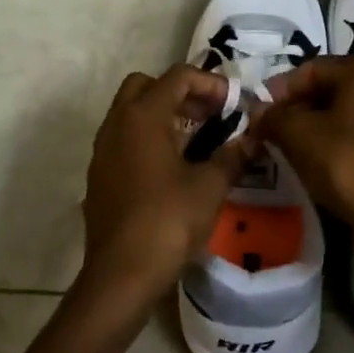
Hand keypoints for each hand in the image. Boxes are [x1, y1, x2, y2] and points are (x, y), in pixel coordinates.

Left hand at [80, 65, 248, 303]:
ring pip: (131, 112)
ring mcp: (103, 150)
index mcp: (142, 117)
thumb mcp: (210, 187)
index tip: (234, 105)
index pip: (177, 77)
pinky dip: (148, 138)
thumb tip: (253, 139)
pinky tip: (172, 167)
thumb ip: (232, 156)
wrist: (121, 275)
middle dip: (180, 92)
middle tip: (210, 115)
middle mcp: (117, 124)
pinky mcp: (100, 175)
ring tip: (197, 140)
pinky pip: (124, 139)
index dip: (210, 83)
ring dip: (163, 115)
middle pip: (146, 85)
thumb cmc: (167, 222)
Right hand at [259, 57, 353, 243]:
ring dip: (322, 123)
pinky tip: (327, 157)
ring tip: (297, 146)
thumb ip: (272, 116)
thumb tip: (257, 110)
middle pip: (333, 87)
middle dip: (301, 107)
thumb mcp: (298, 136)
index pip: (311, 70)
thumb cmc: (346, 164)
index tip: (261, 116)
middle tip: (276, 131)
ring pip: (350, 108)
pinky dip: (345, 136)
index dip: (281, 91)